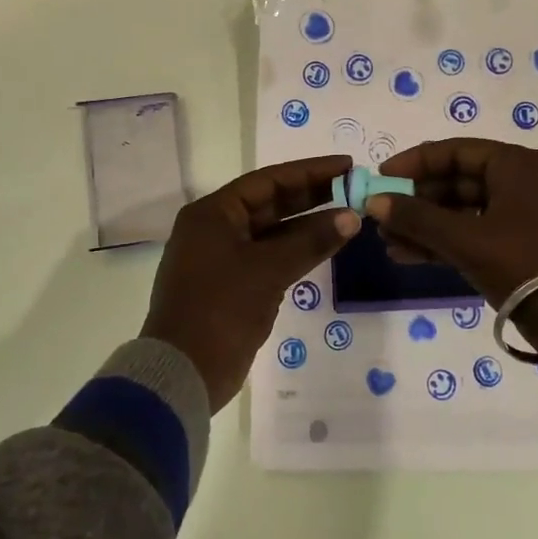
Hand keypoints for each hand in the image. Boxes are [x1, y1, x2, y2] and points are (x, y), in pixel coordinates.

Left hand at [142, 155, 359, 410]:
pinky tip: (326, 247)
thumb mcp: (268, 270)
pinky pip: (270, 257)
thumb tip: (352, 217)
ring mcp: (223, 258)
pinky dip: (296, 251)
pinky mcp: (232, 285)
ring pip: (272, 232)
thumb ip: (311, 241)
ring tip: (349, 217)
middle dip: (311, 196)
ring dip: (308, 226)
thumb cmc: (220, 308)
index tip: (346, 166)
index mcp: (213, 213)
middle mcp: (215, 229)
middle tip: (353, 188)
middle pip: (270, 203)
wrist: (184, 372)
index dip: (309, 172)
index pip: (268, 181)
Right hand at [366, 138, 537, 371]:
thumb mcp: (466, 240)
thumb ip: (417, 218)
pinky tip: (412, 256)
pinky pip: (481, 234)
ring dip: (428, 226)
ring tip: (389, 244)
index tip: (380, 179)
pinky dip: (449, 243)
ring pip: (467, 212)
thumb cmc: (526, 265)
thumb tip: (375, 202)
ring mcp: (530, 215)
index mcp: (518, 165)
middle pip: (459, 182)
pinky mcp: (530, 246)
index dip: (414, 163)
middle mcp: (526, 181)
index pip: (455, 151)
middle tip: (382, 218)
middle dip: (417, 202)